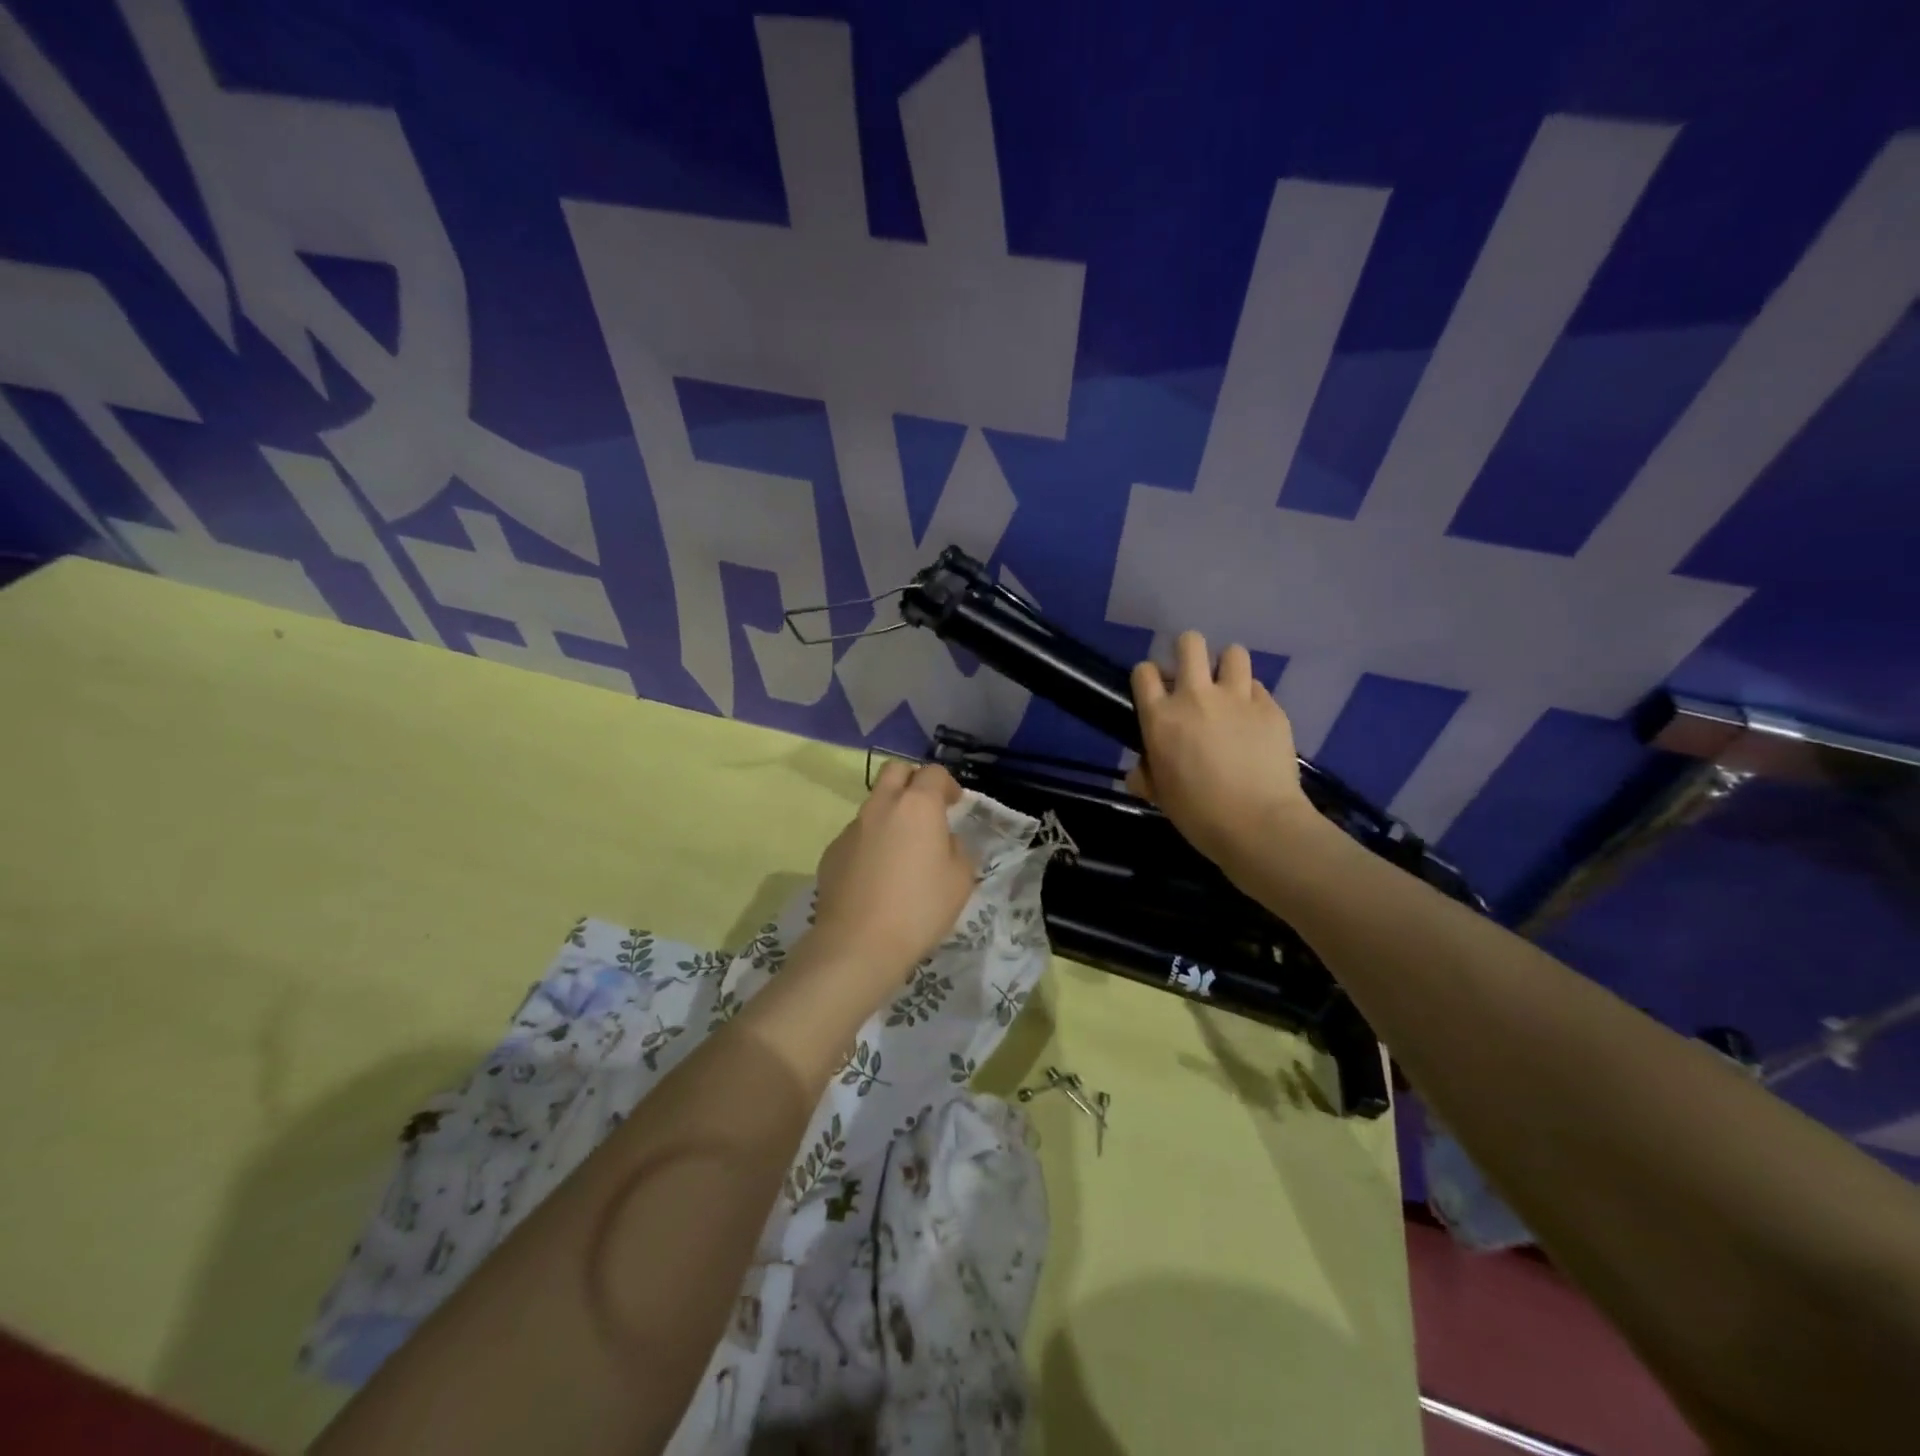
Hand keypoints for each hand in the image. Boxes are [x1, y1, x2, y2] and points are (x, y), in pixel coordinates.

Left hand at [808, 761, 975, 986]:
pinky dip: (871, 842)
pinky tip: (877, 876)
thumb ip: (957, 849)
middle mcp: (881, 806)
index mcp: (917, 806)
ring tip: (901, 851)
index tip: (955, 805)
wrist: (858, 944)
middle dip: (913, 781)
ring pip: (874, 804)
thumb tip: (944, 841)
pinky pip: (857, 835)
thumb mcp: (960, 880)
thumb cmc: (919, 909)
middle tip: (926, 810)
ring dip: (890, 814)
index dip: (948, 785)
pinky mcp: (832, 851)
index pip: (934, 773)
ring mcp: (852, 828)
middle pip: (895, 771)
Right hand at [1128, 631, 1321, 873]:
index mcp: (1161, 717)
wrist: (1258, 824)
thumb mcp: (1159, 796)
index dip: (1149, 678)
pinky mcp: (1271, 708)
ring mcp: (1238, 698)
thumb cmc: (1198, 814)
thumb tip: (1141, 772)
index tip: (1157, 692)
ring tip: (1228, 690)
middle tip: (1193, 676)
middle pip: (1189, 643)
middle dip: (1188, 652)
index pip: (1144, 672)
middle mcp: (1196, 696)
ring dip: (1226, 667)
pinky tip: (1254, 721)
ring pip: (1232, 653)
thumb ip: (1146, 775)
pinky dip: (1253, 698)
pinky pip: (1259, 687)